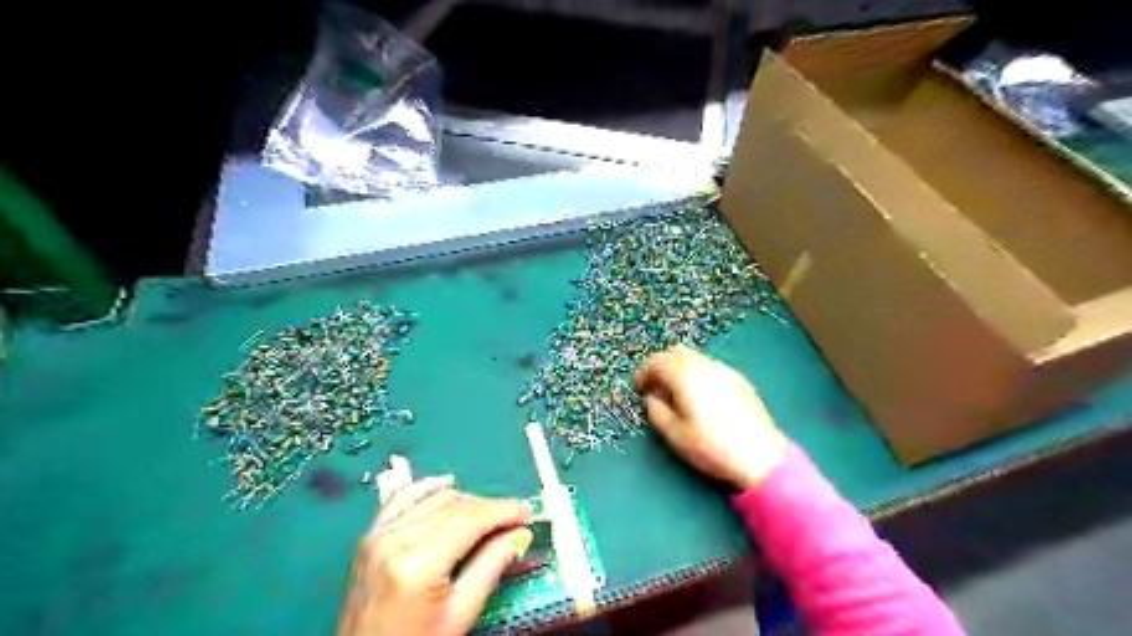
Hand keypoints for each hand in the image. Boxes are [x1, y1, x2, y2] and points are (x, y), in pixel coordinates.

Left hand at [334, 478, 535, 635]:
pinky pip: (403, 499)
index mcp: (418, 564)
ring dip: (466, 501)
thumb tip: (517, 533)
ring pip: (434, 498)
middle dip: (489, 508)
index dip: (503, 510)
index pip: (471, 519)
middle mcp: (395, 540)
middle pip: (455, 505)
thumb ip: (490, 567)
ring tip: (487, 515)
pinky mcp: (370, 536)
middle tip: (513, 519)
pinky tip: (447, 484)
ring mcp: (379, 535)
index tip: (526, 512)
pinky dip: (428, 488)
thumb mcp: (459, 614)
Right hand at [635, 346, 788, 489]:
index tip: (638, 388)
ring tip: (677, 393)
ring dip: (679, 368)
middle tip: (655, 387)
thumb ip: (656, 410)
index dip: (643, 372)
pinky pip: (710, 366)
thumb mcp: (674, 434)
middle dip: (661, 365)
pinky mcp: (738, 378)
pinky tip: (701, 396)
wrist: (761, 455)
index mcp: (685, 376)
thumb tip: (652, 397)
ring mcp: (724, 369)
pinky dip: (697, 373)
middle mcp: (704, 365)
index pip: (656, 361)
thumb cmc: (712, 447)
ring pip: (694, 357)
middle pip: (675, 351)